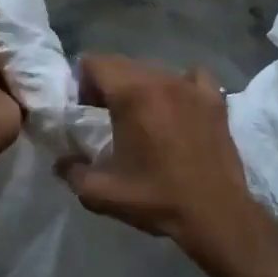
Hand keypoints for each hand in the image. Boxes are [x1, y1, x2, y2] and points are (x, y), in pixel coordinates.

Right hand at [58, 56, 270, 273]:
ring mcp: (191, 87)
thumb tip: (61, 162)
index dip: (83, 82)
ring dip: (141, 86)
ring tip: (143, 117)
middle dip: (109, 84)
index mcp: (131, 94)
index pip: (95, 62)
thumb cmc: (156, 199)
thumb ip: (73, 173)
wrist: (216, 214)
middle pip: (123, 64)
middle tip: (108, 116)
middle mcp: (161, 79)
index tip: (85, 110)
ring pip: (155, 70)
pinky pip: (192, 77)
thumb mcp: (102, 193)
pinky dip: (180, 86)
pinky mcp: (215, 100)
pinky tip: (178, 107)